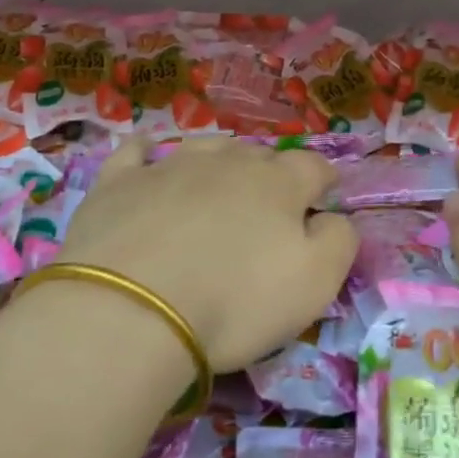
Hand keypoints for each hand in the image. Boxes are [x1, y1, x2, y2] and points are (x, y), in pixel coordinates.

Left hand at [53, 137, 358, 370]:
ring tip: (218, 180)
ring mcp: (170, 166)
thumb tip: (334, 218)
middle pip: (258, 155)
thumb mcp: (314, 282)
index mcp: (279, 183)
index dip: (324, 180)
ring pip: (205, 147)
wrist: (130, 310)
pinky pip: (136, 152)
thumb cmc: (234, 300)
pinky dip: (146, 150)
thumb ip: (338, 241)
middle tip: (268, 205)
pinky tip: (147, 150)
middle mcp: (228, 162)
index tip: (324, 195)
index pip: (313, 167)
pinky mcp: (120, 183)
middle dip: (270, 173)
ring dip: (219, 159)